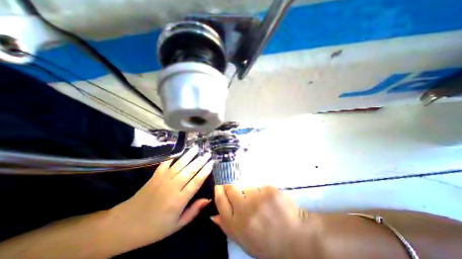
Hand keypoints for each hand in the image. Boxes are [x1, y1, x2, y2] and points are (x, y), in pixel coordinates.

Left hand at [110, 146, 213, 246]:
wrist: (125, 225)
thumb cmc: (154, 228)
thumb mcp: (177, 225)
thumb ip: (193, 211)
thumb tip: (207, 199)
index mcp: (179, 200)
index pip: (196, 181)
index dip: (205, 171)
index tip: (212, 163)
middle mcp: (172, 187)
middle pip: (190, 170)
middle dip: (201, 160)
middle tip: (208, 154)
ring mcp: (163, 179)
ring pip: (180, 164)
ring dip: (189, 155)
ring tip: (197, 148)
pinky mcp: (155, 176)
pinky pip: (166, 163)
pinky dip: (173, 157)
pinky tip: (180, 151)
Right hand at [211, 186, 319, 258]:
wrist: (297, 238)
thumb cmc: (269, 242)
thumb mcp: (245, 241)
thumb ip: (228, 228)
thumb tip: (213, 216)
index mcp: (237, 226)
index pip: (221, 202)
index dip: (218, 190)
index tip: (219, 183)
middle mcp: (244, 211)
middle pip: (230, 189)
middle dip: (230, 185)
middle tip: (236, 185)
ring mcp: (258, 199)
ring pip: (247, 187)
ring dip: (251, 192)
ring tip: (261, 202)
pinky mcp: (269, 191)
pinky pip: (260, 186)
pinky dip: (263, 192)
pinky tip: (270, 202)